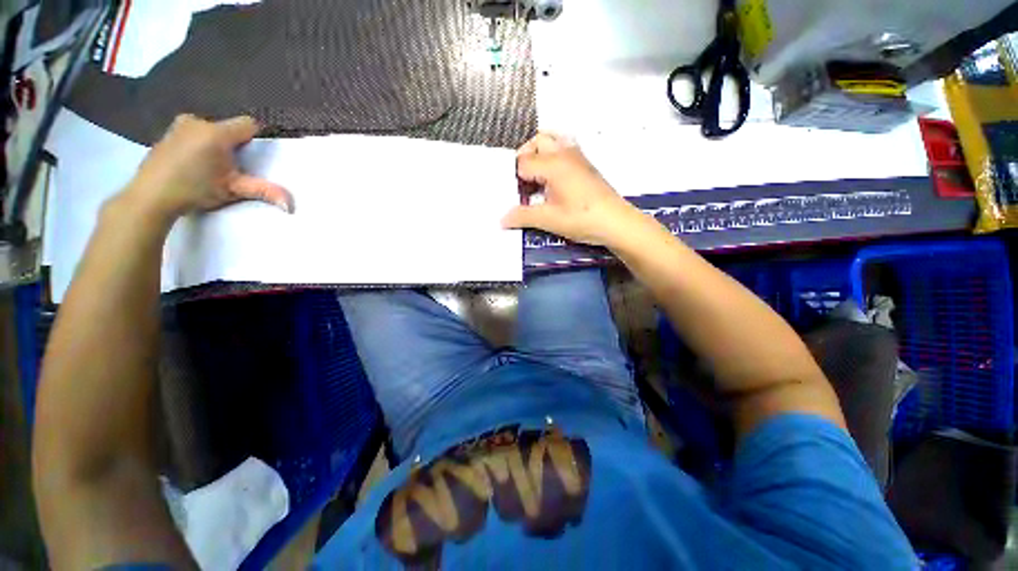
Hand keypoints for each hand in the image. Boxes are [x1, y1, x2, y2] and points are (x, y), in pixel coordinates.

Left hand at [121, 114, 292, 222]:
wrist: (150, 196)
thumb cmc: (194, 190)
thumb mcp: (233, 191)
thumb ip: (264, 191)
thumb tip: (291, 205)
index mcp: (217, 133)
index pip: (248, 124)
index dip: (254, 138)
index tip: (250, 154)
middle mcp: (198, 122)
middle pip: (227, 128)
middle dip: (232, 143)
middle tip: (228, 166)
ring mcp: (179, 125)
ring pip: (209, 129)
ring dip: (214, 143)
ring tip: (208, 165)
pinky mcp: (166, 132)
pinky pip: (192, 133)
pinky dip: (197, 144)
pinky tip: (191, 163)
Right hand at [501, 132, 639, 247]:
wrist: (617, 222)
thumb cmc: (582, 218)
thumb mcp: (549, 220)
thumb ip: (523, 216)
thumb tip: (501, 219)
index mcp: (552, 163)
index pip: (522, 162)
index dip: (515, 179)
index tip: (516, 196)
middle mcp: (564, 153)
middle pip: (536, 142)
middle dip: (524, 158)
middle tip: (523, 182)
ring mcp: (577, 157)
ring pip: (552, 140)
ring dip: (539, 154)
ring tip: (536, 177)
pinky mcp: (585, 165)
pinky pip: (564, 148)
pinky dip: (552, 156)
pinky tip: (553, 180)